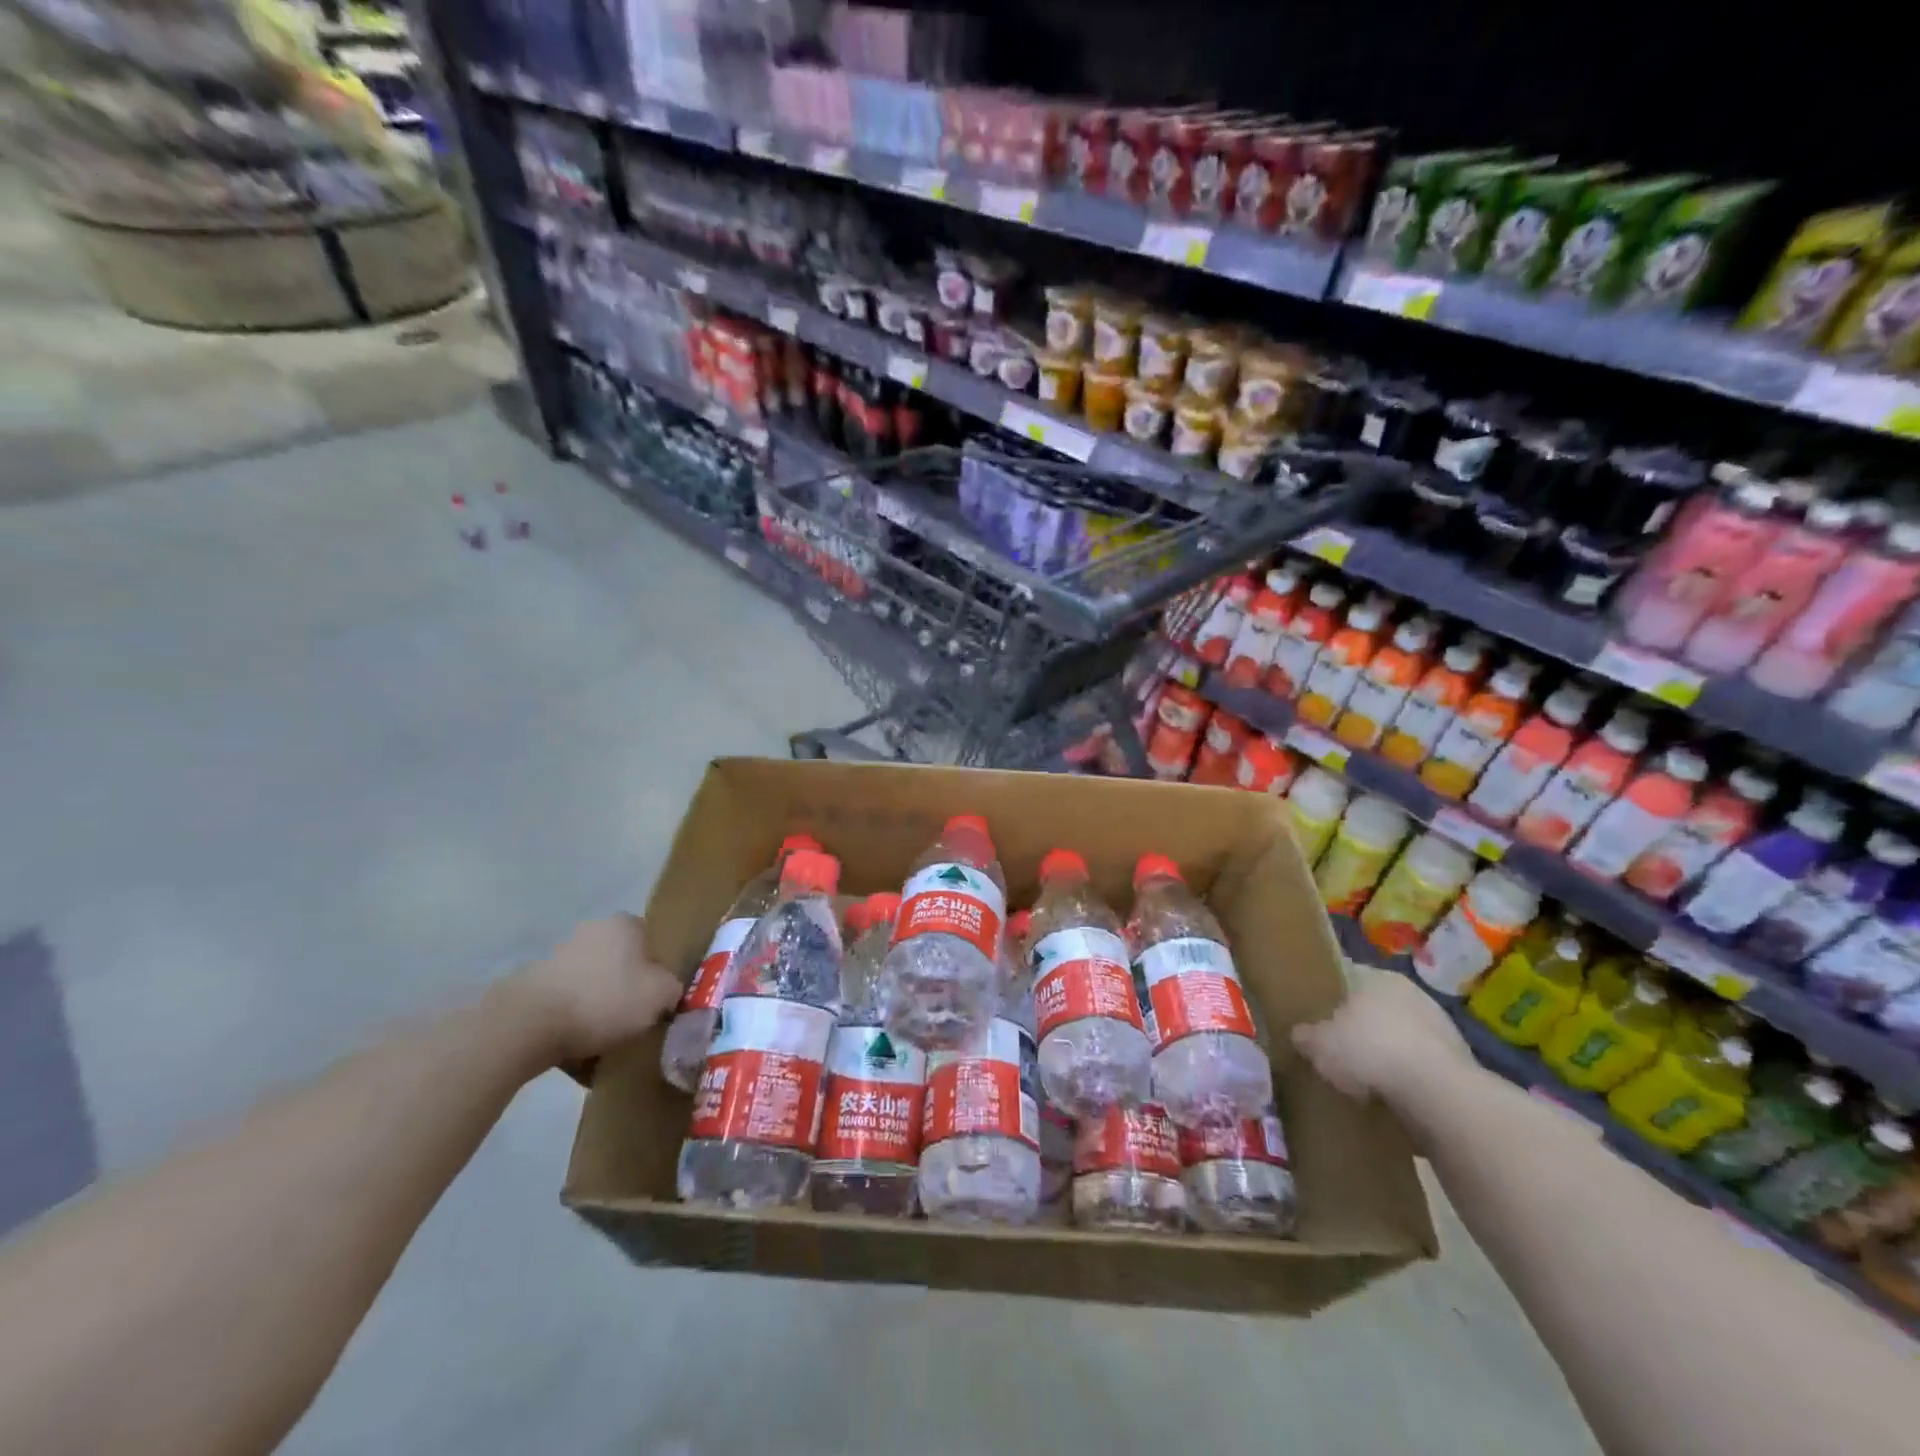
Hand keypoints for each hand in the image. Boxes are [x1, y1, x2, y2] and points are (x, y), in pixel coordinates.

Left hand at [510, 915, 682, 1067]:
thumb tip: (668, 993)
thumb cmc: (605, 1000)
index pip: (653, 942)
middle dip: (628, 993)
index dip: (660, 972)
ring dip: (600, 1013)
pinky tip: (578, 1056)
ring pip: (593, 988)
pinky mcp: (532, 987)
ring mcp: (557, 957)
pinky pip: (566, 1008)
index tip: (660, 1000)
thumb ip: (673, 989)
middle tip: (637, 1024)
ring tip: (606, 1047)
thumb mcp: (660, 995)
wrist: (527, 1025)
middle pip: (622, 965)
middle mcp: (592, 931)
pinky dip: (573, 1027)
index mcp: (625, 924)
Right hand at [1291, 970, 1473, 1110]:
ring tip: (1363, 1077)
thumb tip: (1299, 1035)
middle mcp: (1408, 990)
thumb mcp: (1319, 1045)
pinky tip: (1391, 1093)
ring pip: (1399, 1033)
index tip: (1313, 1013)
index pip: (1344, 975)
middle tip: (1336, 1046)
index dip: (1326, 994)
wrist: (1439, 1094)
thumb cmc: (1370, 1051)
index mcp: (1374, 975)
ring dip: (1384, 1050)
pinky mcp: (1458, 1059)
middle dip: (1357, 1024)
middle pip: (1373, 1005)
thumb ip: (1305, 1036)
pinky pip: (1419, 1061)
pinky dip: (1406, 1074)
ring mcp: (1439, 1023)